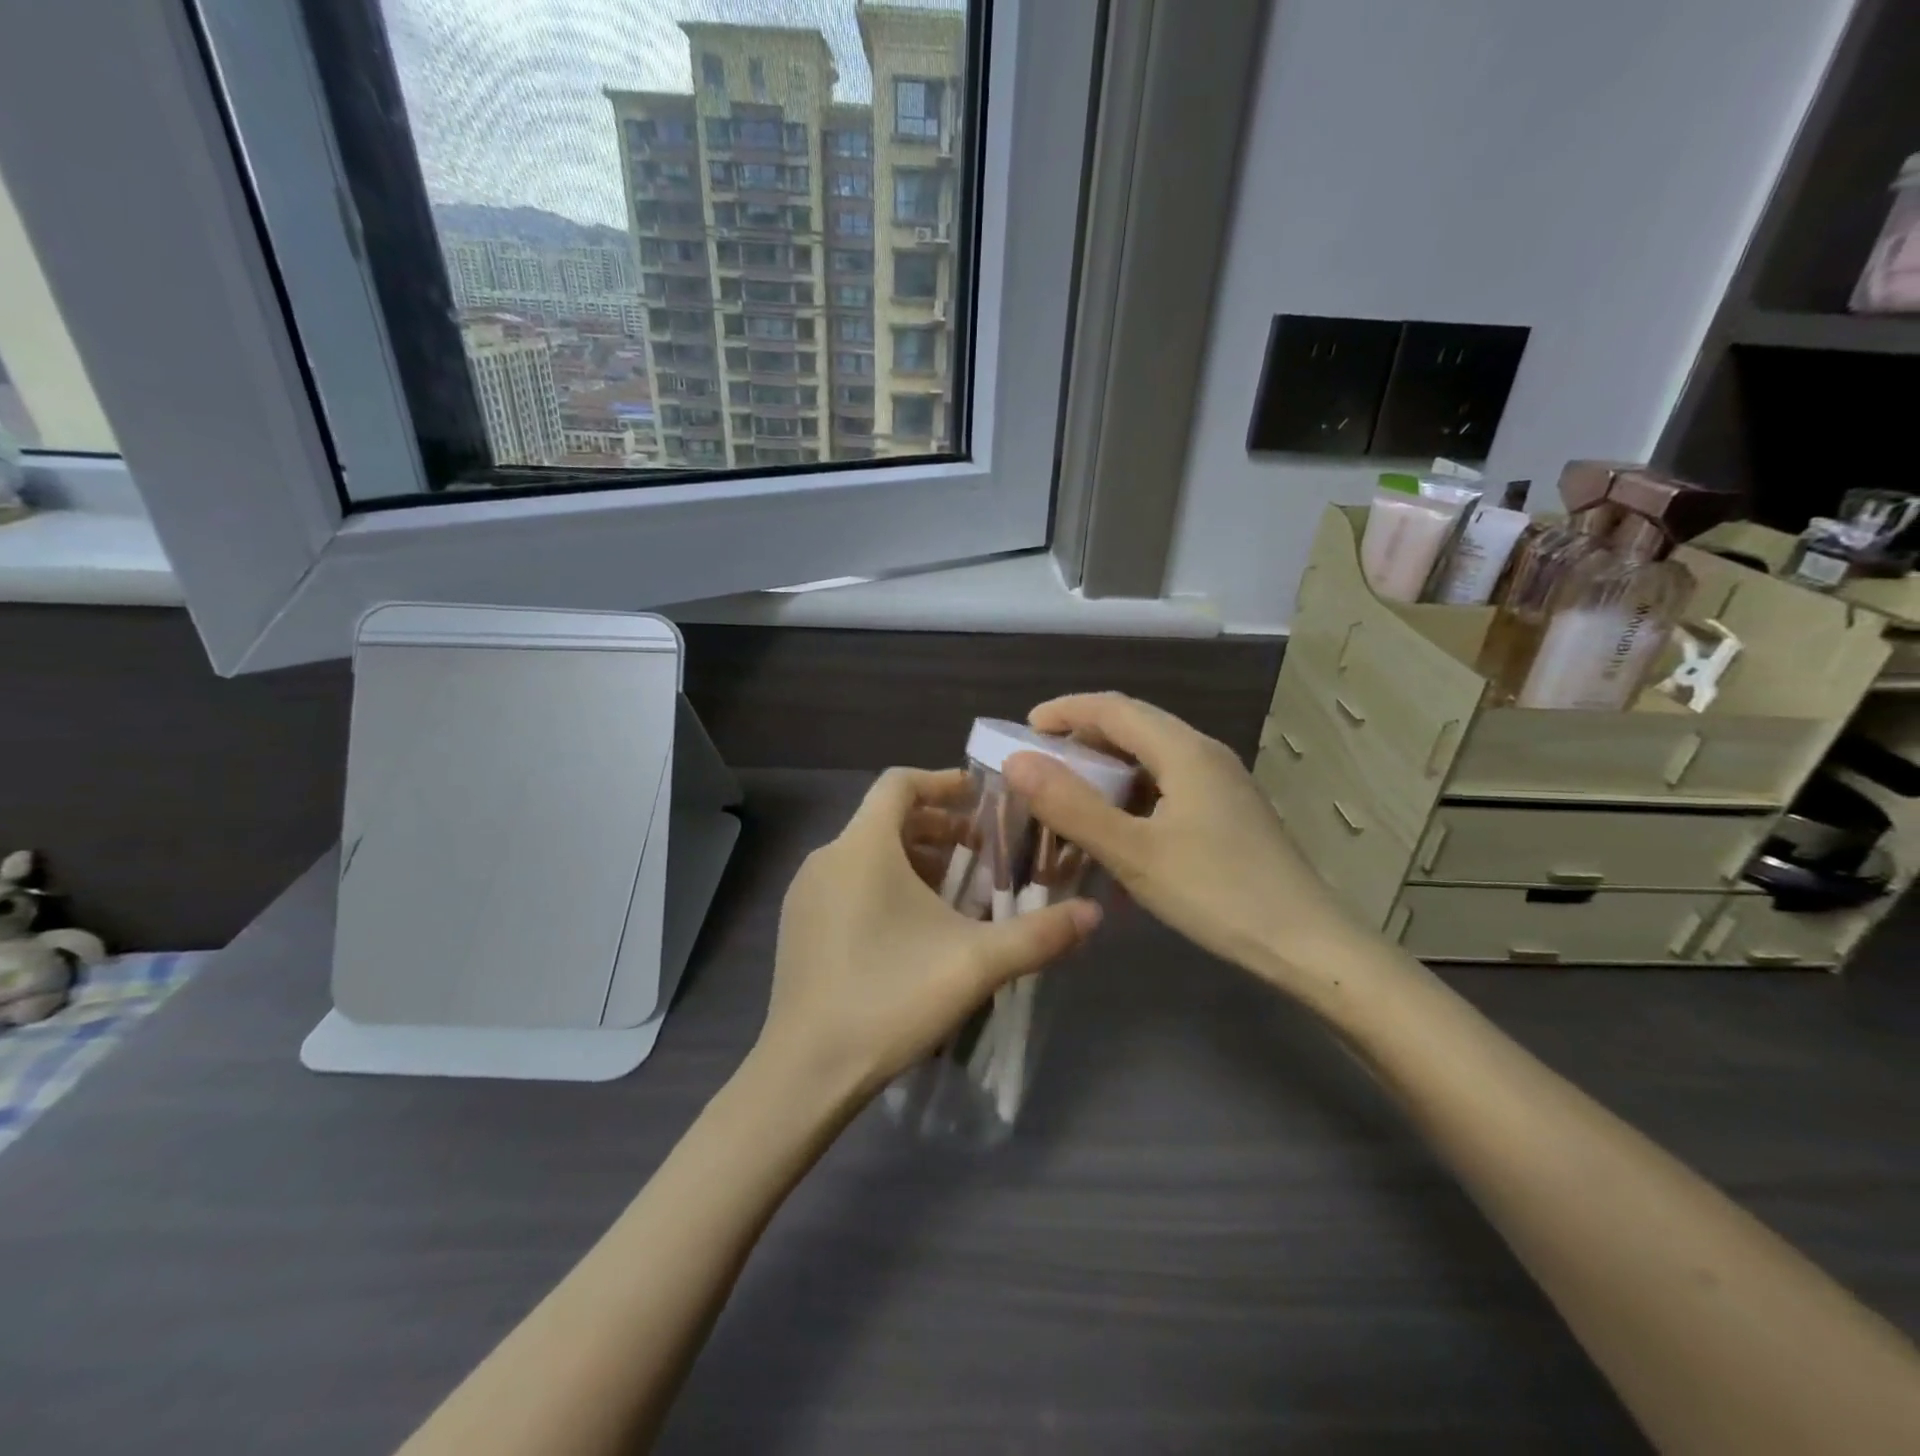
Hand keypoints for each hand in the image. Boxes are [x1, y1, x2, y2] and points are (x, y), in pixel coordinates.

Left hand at [759, 768, 1101, 1102]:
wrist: (807, 1069)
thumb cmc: (891, 997)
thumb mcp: (976, 964)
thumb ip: (1038, 935)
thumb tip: (1092, 915)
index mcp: (863, 847)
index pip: (899, 783)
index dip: (942, 781)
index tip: (980, 797)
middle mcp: (827, 858)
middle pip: (885, 818)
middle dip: (936, 826)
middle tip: (980, 848)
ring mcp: (806, 893)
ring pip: (866, 852)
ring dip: (912, 857)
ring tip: (954, 889)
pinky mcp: (799, 924)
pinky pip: (847, 881)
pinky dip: (884, 882)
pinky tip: (912, 926)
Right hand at [1002, 694, 1371, 1001]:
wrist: (1308, 946)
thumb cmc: (1217, 894)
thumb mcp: (1133, 852)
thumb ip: (1071, 806)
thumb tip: (1017, 761)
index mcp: (1185, 750)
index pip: (1113, 708)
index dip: (1064, 711)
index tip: (1022, 729)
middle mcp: (1206, 754)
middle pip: (1134, 726)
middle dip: (1082, 737)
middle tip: (1040, 764)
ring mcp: (1223, 784)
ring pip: (1152, 758)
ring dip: (1107, 767)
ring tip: (1071, 794)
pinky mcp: (1229, 813)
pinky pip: (1169, 785)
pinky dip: (1132, 793)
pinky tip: (1118, 827)